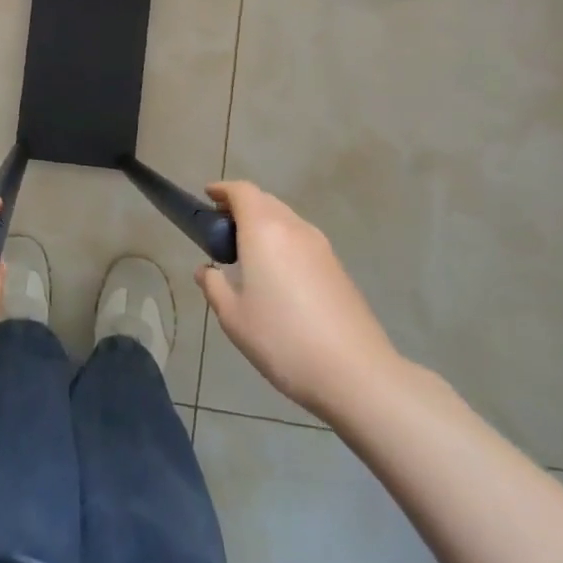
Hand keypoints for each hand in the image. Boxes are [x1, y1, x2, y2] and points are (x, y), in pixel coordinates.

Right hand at [197, 181, 399, 421]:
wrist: (355, 373)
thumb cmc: (283, 340)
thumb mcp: (234, 318)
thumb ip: (214, 286)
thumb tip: (206, 270)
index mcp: (264, 231)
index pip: (242, 191)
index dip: (223, 189)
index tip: (208, 196)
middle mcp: (294, 228)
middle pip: (265, 201)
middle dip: (242, 206)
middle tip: (222, 227)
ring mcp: (321, 247)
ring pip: (286, 219)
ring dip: (264, 224)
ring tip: (248, 251)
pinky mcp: (338, 267)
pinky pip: (302, 240)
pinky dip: (283, 242)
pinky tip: (277, 274)